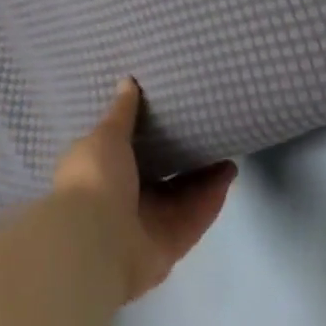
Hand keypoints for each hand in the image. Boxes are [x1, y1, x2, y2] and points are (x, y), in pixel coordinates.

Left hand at [51, 80, 236, 302]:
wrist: (97, 241)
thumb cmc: (95, 179)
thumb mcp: (106, 136)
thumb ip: (122, 113)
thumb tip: (127, 81)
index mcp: (98, 172)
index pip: (123, 153)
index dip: (145, 136)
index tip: (168, 115)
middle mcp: (121, 200)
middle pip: (158, 177)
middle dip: (180, 157)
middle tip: (206, 132)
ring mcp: (146, 224)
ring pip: (181, 197)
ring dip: (203, 177)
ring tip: (226, 150)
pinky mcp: (170, 244)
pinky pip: (194, 217)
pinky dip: (211, 197)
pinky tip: (229, 174)